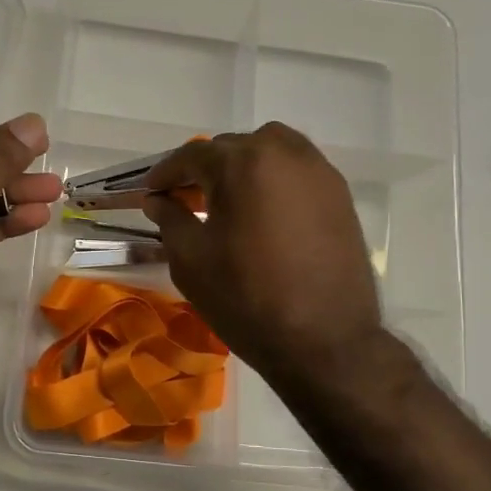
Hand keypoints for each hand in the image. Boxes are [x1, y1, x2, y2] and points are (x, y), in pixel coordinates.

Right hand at [143, 124, 384, 384]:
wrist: (325, 341)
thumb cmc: (247, 298)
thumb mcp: (191, 260)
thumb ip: (170, 218)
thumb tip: (158, 199)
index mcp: (244, 162)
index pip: (192, 155)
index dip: (165, 174)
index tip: (150, 193)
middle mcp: (285, 152)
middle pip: (232, 148)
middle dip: (204, 170)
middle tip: (184, 199)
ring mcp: (319, 171)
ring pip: (269, 153)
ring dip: (242, 169)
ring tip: (226, 202)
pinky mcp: (340, 194)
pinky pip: (296, 172)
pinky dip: (273, 181)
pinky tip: (261, 213)